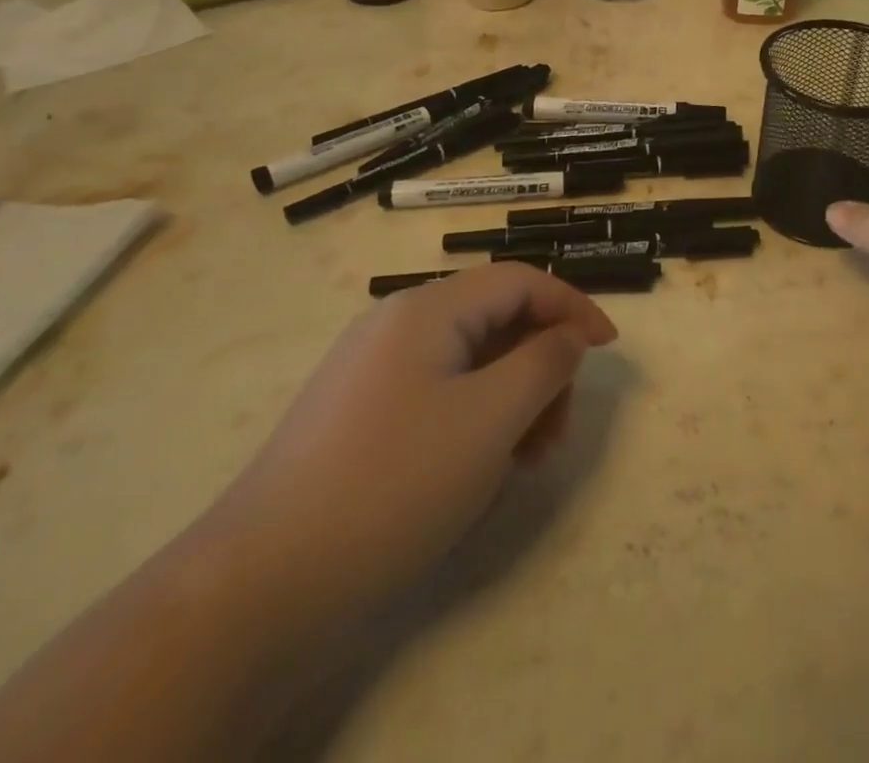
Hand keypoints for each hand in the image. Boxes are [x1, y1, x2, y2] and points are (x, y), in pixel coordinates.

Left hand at [196, 263, 617, 616]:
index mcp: (427, 309)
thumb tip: (569, 336)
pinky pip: (438, 395)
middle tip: (557, 432)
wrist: (258, 587)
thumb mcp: (491, 419)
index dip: (573, 306)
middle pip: (496, 321)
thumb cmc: (393, 484)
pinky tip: (478, 471)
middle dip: (540, 366)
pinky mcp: (358, 414)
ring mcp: (372, 370)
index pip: (520, 281)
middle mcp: (397, 324)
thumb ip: (545, 363)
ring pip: (470, 362)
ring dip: (511, 398)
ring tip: (524, 461)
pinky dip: (474, 419)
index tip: (609, 348)